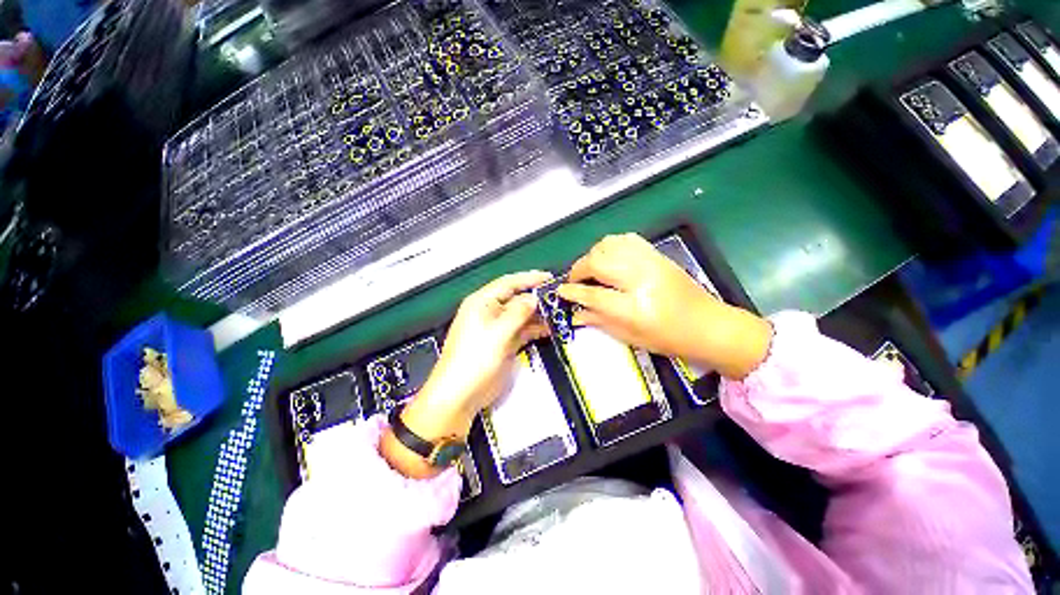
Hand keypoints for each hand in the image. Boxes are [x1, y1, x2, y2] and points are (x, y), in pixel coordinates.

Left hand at [399, 270, 551, 441]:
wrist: (460, 394)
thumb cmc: (473, 359)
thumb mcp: (497, 333)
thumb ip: (517, 313)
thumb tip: (532, 298)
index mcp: (481, 303)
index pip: (508, 283)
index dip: (528, 279)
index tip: (548, 277)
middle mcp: (489, 313)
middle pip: (515, 299)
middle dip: (535, 298)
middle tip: (557, 297)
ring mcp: (497, 329)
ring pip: (520, 315)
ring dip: (537, 314)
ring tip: (556, 313)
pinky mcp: (503, 343)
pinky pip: (522, 331)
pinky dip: (534, 329)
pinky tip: (548, 329)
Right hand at [559, 233, 770, 378]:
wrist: (709, 325)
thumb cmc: (669, 339)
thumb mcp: (631, 337)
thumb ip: (599, 321)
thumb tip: (574, 313)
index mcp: (634, 307)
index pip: (592, 294)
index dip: (572, 292)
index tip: (560, 291)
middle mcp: (640, 279)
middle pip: (597, 262)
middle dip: (578, 269)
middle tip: (574, 281)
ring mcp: (650, 262)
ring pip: (609, 245)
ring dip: (592, 255)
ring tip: (590, 269)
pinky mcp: (657, 254)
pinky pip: (626, 239)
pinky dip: (610, 245)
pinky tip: (608, 258)